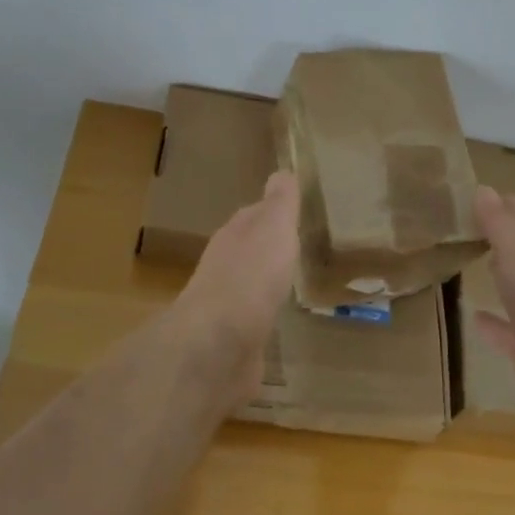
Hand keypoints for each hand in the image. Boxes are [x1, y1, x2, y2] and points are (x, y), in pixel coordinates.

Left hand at [177, 171, 298, 403]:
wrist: (219, 343)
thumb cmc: (251, 275)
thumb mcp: (274, 226)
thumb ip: (280, 202)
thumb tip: (282, 171)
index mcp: (235, 235)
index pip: (252, 215)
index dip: (271, 211)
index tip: (291, 211)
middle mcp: (225, 266)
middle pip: (248, 249)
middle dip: (267, 246)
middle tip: (295, 245)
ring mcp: (226, 305)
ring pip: (249, 284)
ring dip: (265, 280)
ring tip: (290, 281)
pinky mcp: (232, 340)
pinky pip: (252, 319)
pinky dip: (264, 314)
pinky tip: (278, 319)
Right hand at [471, 184, 514, 416]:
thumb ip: (500, 222)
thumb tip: (483, 190)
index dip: (503, 205)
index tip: (474, 197)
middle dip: (503, 237)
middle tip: (468, 226)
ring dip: (502, 275)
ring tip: (472, 262)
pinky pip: (509, 330)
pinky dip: (494, 323)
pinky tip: (474, 317)